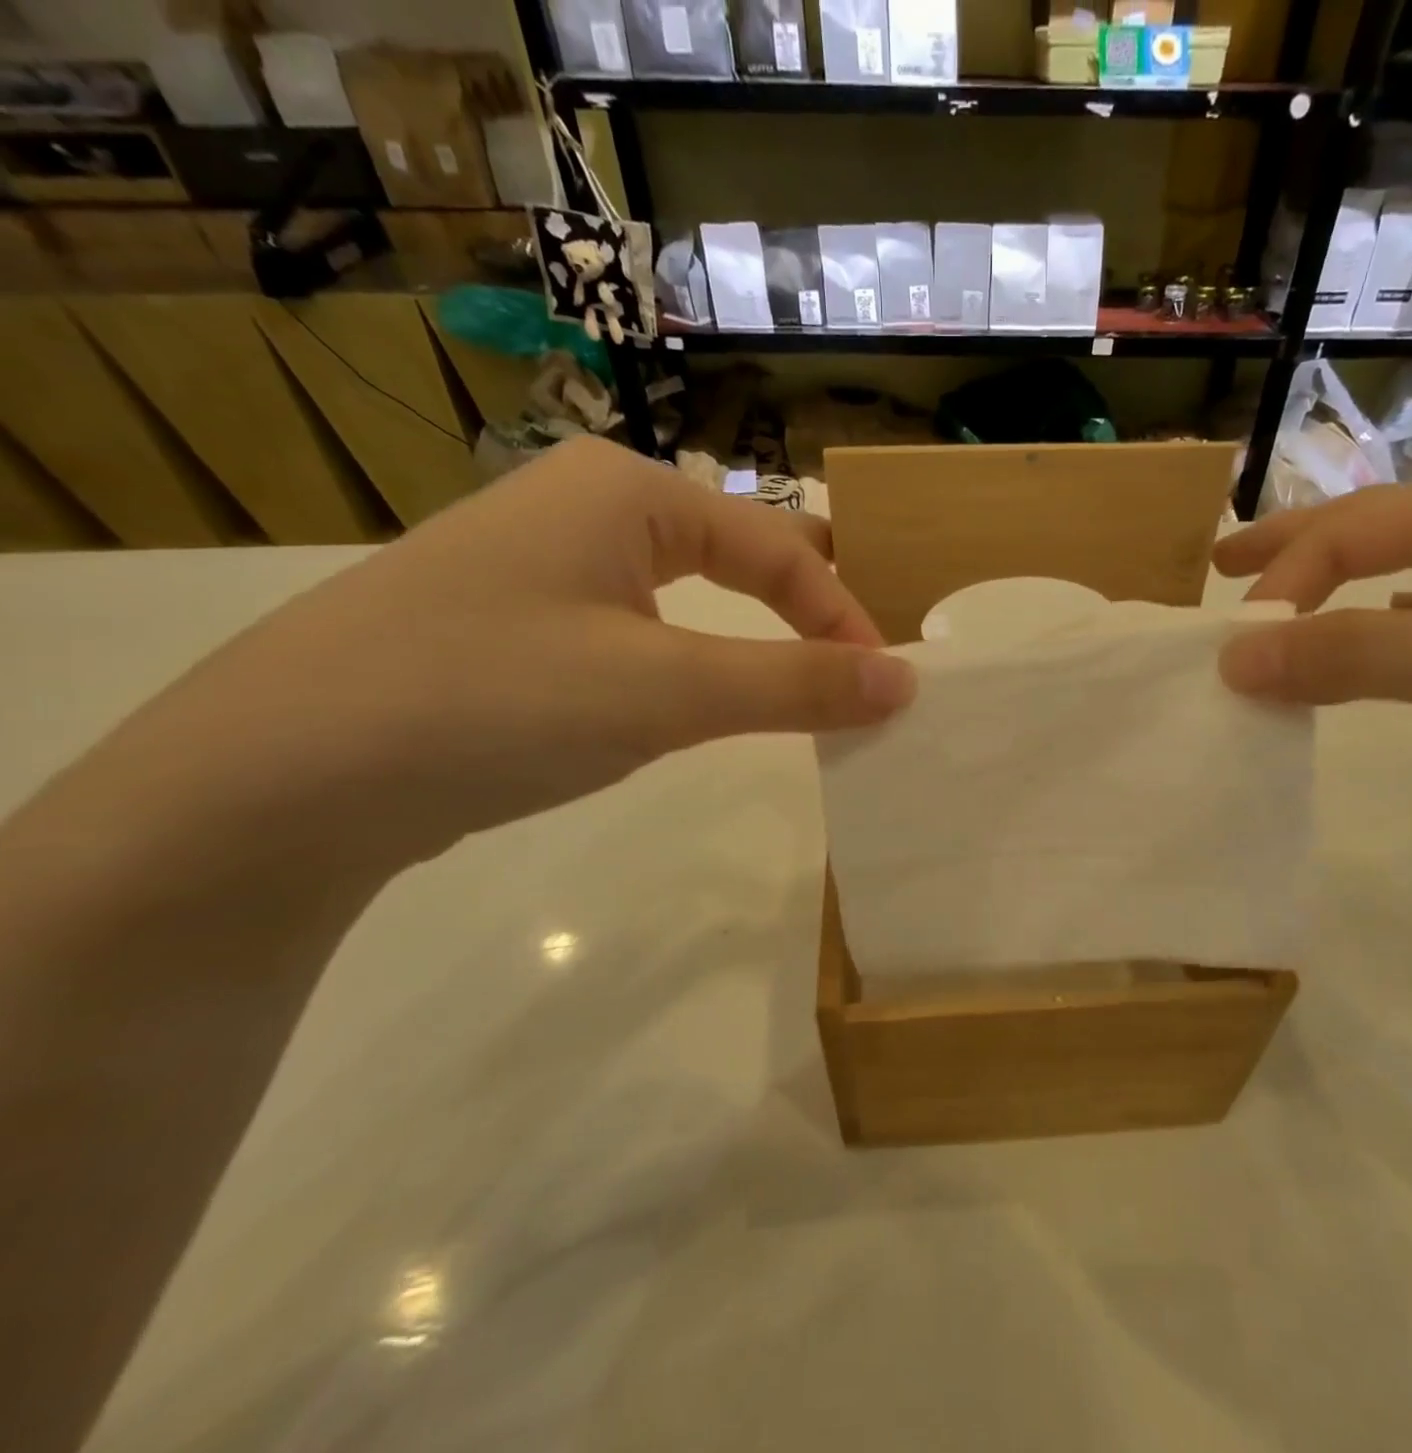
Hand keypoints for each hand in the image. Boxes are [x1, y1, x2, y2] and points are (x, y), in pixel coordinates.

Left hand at [114, 436, 914, 864]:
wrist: (280, 781)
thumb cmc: (497, 699)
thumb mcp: (667, 690)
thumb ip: (797, 684)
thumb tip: (906, 682)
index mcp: (626, 489)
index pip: (778, 547)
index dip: (842, 616)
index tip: (885, 687)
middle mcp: (588, 509)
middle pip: (736, 554)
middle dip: (807, 609)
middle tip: (861, 662)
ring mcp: (547, 570)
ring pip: (687, 596)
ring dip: (753, 640)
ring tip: (804, 681)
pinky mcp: (519, 631)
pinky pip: (639, 633)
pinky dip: (694, 664)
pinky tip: (702, 697)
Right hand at [1214, 446, 1411, 863]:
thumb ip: (1359, 657)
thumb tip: (1233, 657)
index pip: (1367, 524)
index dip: (1288, 573)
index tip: (1232, 641)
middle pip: (1392, 530)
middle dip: (1302, 550)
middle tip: (1224, 569)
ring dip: (1349, 596)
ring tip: (1287, 612)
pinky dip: (1405, 637)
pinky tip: (1383, 651)